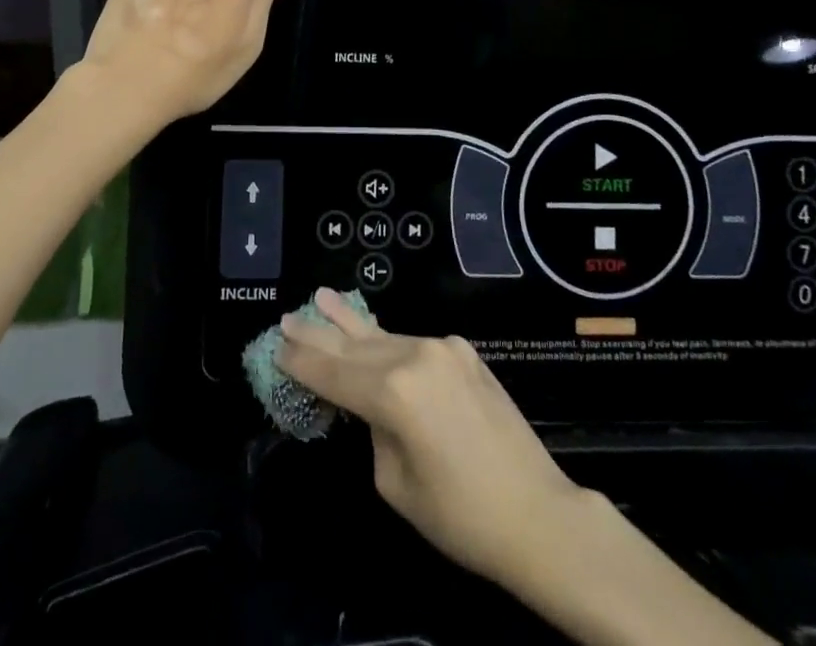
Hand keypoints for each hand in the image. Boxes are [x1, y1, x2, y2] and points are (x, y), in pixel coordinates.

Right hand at [276, 289, 602, 593]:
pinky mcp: (464, 352)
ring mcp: (443, 348)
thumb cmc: (461, 516)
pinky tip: (370, 335)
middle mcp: (416, 356)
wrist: (539, 514)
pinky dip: (388, 343)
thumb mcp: (396, 483)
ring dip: (350, 326)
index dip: (302, 362)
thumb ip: (374, 430)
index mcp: (394, 392)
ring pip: (384, 337)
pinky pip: (415, 345)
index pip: (334, 373)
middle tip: (288, 318)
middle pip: (355, 345)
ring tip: (322, 299)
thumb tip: (373, 405)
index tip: (276, 346)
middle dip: (319, 334)